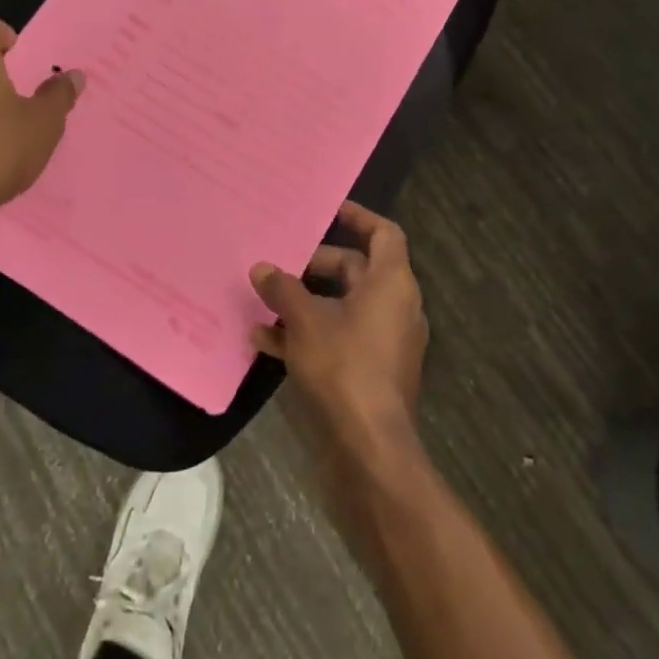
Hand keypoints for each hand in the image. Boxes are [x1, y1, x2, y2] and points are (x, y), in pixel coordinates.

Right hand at [251, 201, 427, 468]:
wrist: (370, 449)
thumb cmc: (344, 367)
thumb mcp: (305, 321)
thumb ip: (283, 289)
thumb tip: (262, 267)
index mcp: (392, 283)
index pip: (384, 234)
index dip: (359, 217)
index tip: (329, 210)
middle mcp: (395, 306)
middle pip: (357, 270)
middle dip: (316, 265)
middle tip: (281, 261)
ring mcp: (385, 341)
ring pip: (343, 306)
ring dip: (305, 302)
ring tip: (264, 300)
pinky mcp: (372, 371)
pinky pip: (339, 337)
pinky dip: (309, 334)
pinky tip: (266, 341)